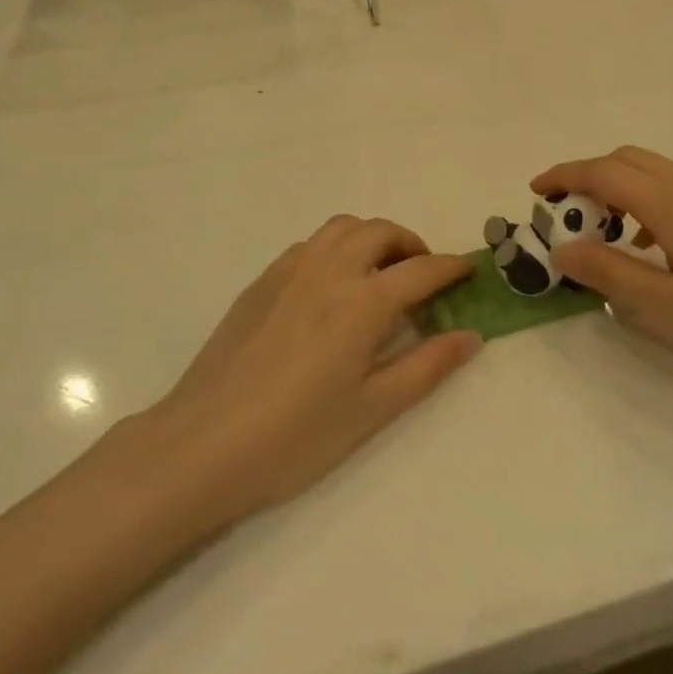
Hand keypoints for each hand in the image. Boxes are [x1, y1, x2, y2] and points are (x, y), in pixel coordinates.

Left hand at [144, 217, 479, 524]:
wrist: (203, 445)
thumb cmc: (296, 436)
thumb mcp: (373, 409)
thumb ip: (427, 367)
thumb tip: (470, 335)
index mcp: (362, 302)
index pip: (420, 270)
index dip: (451, 267)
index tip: (469, 270)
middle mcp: (329, 271)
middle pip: (380, 232)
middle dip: (411, 244)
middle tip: (422, 275)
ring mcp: (290, 271)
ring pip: (342, 228)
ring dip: (372, 237)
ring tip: (380, 272)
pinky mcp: (261, 282)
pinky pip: (310, 244)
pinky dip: (336, 248)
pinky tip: (332, 286)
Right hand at [533, 147, 672, 388]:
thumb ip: (613, 274)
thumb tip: (563, 250)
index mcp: (672, 202)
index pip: (602, 172)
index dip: (563, 177)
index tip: (534, 193)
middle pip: (625, 160)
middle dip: (587, 178)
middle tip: (564, 218)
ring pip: (652, 172)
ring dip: (617, 190)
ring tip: (603, 237)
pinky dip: (645, 202)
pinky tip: (652, 250)